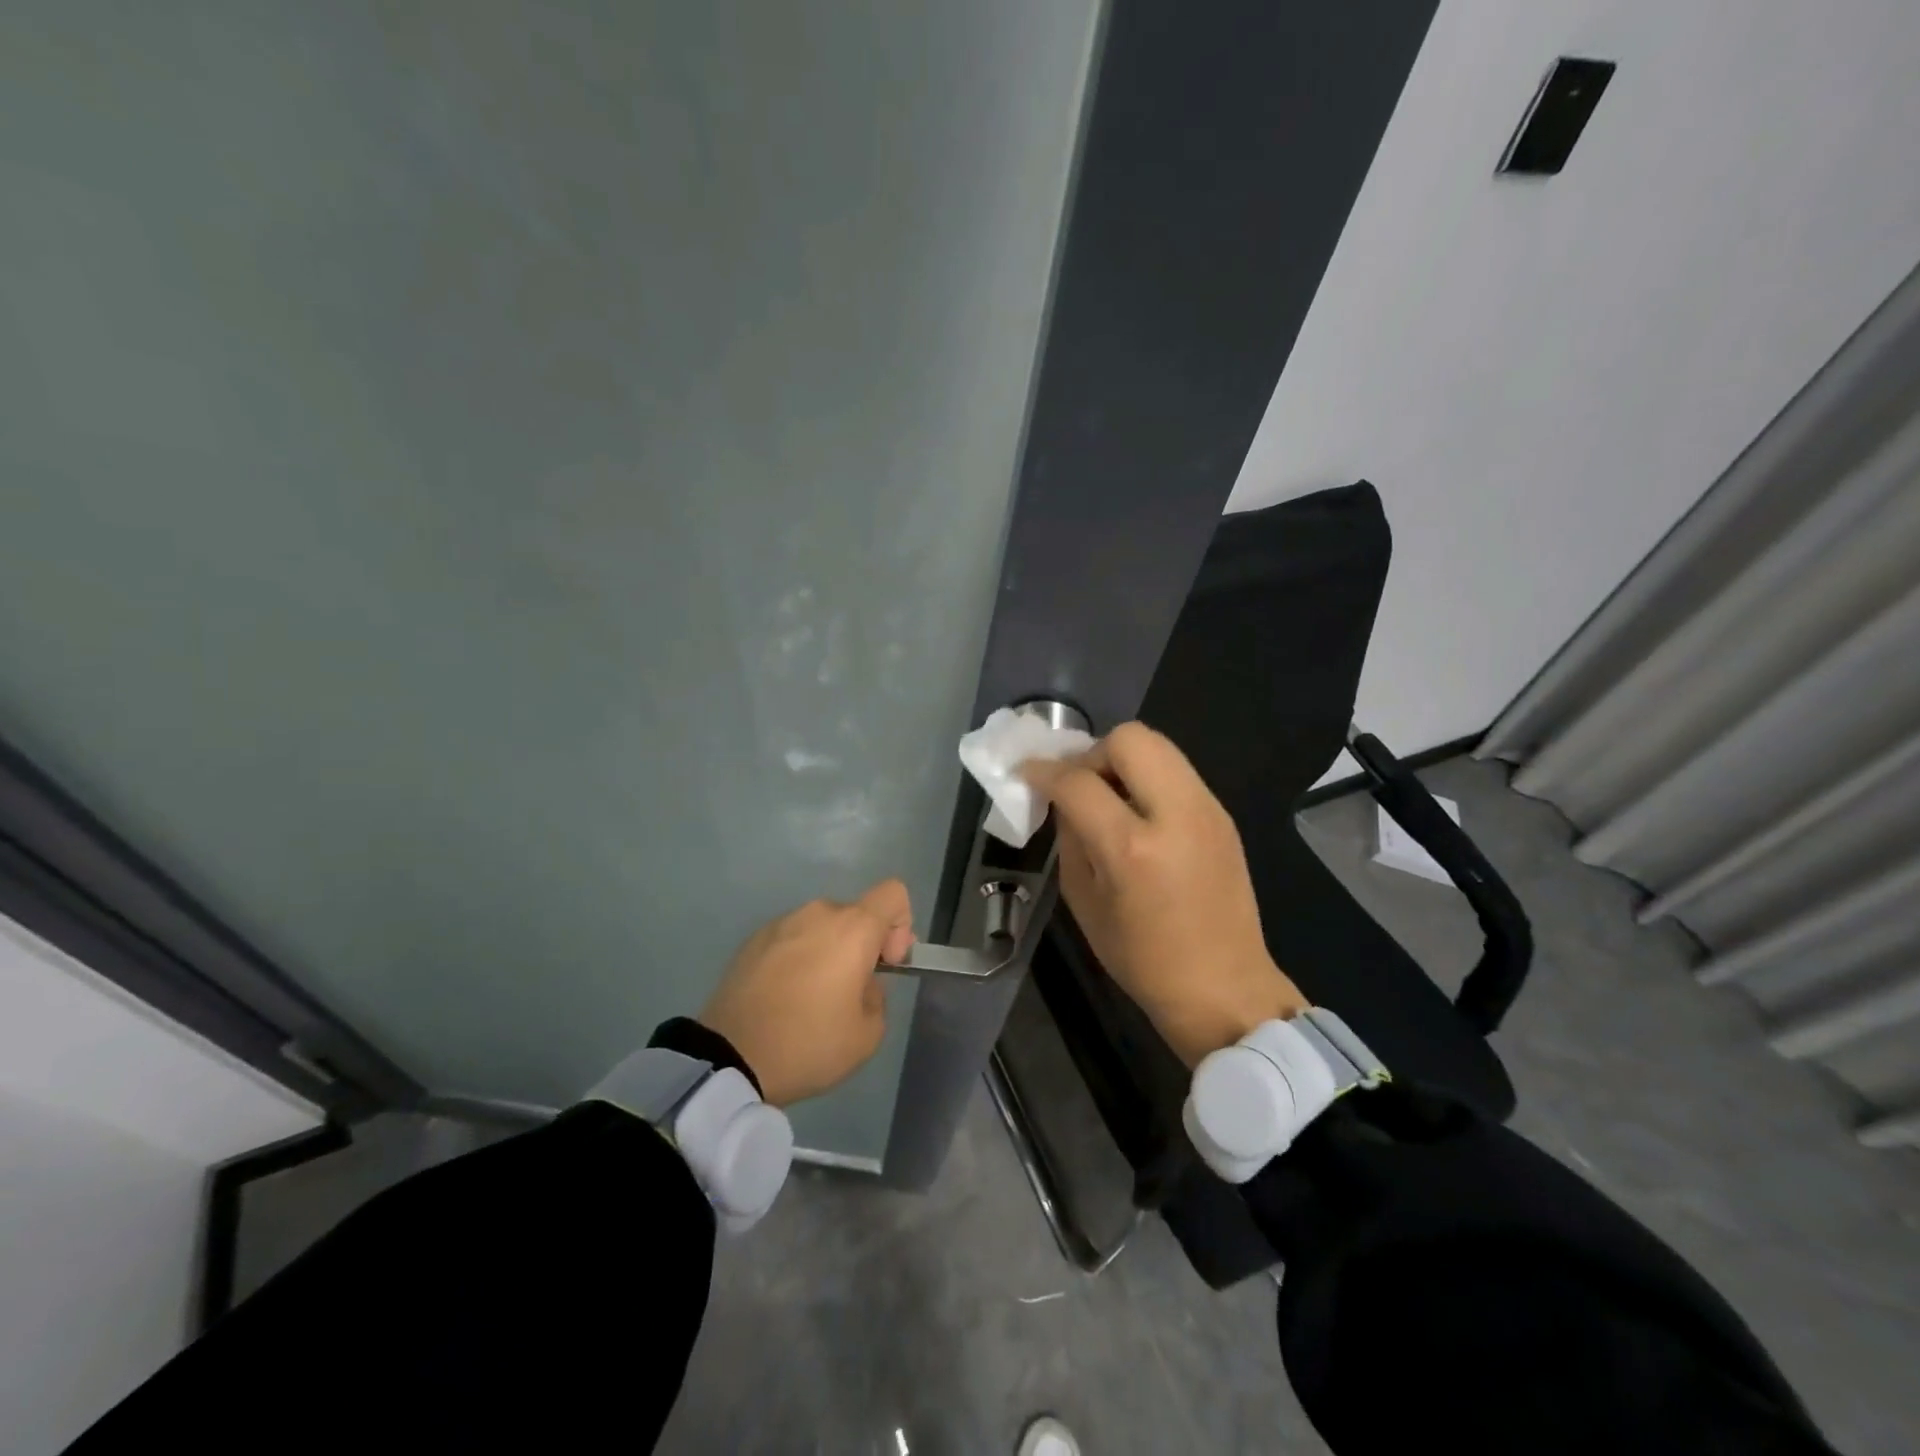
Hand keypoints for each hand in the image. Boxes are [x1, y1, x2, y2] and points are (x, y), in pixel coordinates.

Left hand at [699, 880, 913, 1107]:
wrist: (730, 1058)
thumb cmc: (808, 1044)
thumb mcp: (867, 1035)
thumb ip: (877, 997)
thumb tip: (860, 983)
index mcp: (853, 928)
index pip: (893, 894)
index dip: (900, 925)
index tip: (886, 965)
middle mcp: (818, 913)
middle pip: (856, 914)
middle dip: (862, 946)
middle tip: (849, 991)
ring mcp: (781, 923)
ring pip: (821, 927)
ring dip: (828, 951)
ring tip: (811, 997)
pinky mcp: (753, 940)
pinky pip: (791, 938)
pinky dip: (798, 958)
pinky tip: (783, 996)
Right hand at [1023, 723, 1306, 1065]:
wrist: (1224, 988)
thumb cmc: (1142, 959)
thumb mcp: (1084, 901)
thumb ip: (1070, 838)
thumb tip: (1062, 798)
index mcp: (1132, 848)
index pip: (1078, 781)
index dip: (1044, 771)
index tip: (1027, 773)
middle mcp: (1176, 814)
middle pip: (1130, 738)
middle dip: (1093, 753)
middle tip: (1081, 786)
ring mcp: (1208, 810)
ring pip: (1158, 746)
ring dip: (1123, 761)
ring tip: (1110, 798)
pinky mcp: (1223, 815)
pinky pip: (1177, 772)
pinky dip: (1149, 778)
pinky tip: (1140, 815)